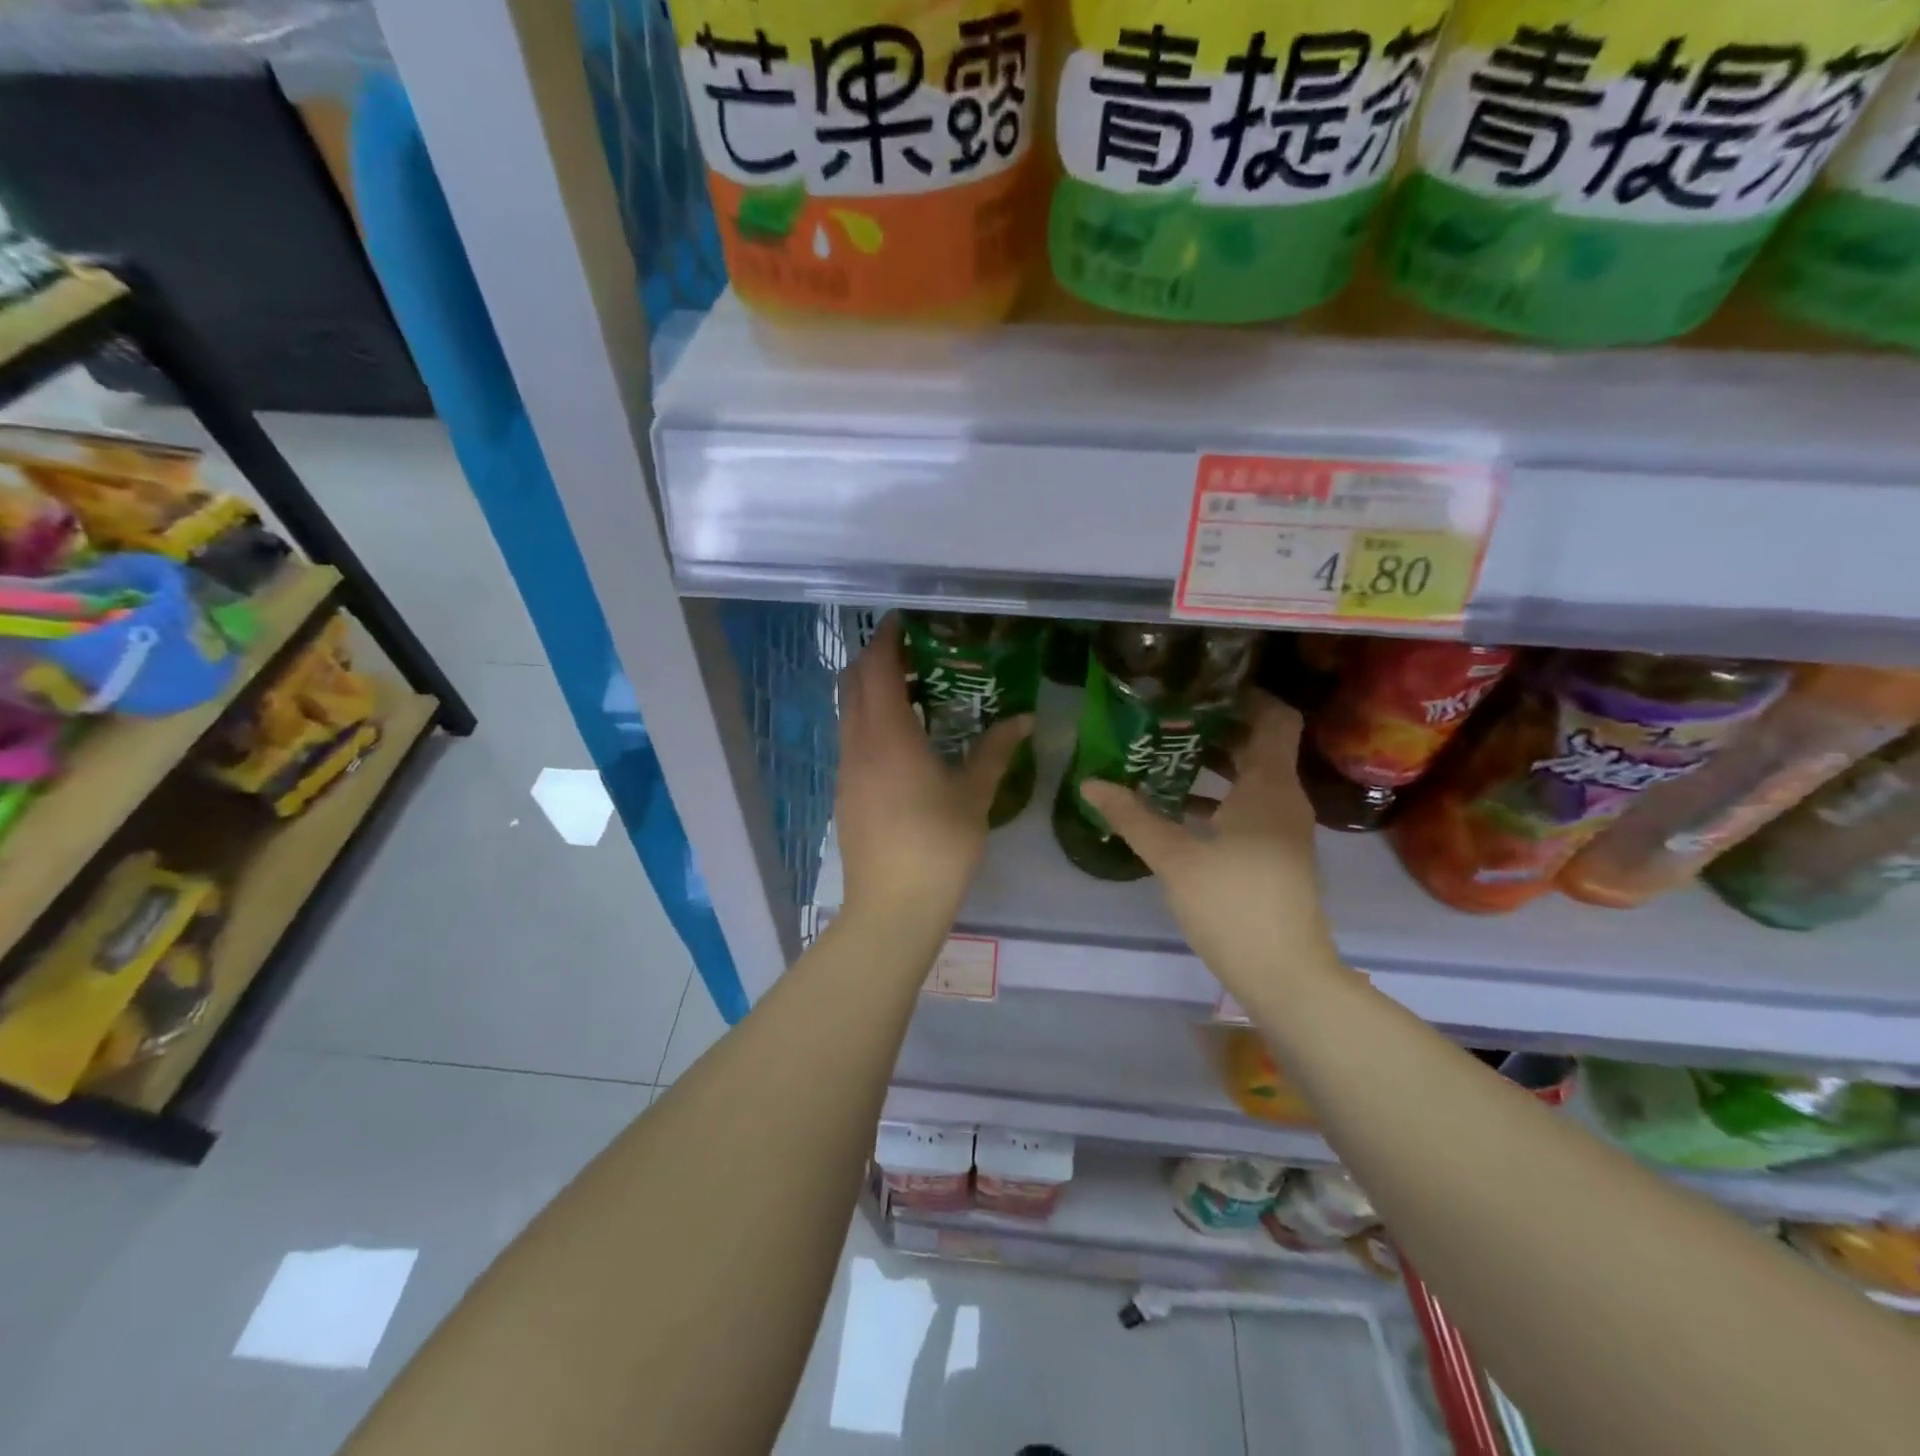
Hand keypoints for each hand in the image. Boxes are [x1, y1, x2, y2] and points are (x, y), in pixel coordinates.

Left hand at [835, 616, 1032, 928]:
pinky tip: (901, 739)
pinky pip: (851, 739)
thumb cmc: (938, 846)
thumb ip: (996, 751)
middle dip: (875, 659)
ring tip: (911, 691)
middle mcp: (858, 744)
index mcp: (888, 735)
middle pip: (854, 684)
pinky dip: (868, 721)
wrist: (892, 906)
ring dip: (870, 691)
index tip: (906, 622)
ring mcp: (846, 770)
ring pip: (848, 712)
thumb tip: (1024, 718)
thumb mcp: (974, 795)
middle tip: (913, 652)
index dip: (887, 640)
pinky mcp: (845, 793)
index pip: (877, 669)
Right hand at [1080, 693, 1338, 992]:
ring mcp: (1284, 829)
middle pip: (1259, 745)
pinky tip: (1177, 809)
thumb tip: (1090, 782)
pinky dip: (1219, 798)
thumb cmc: (1233, 905)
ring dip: (1214, 764)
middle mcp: (1284, 799)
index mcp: (1268, 787)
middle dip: (1216, 728)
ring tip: (1164, 756)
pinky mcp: (1276, 854)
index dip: (1246, 696)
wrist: (1284, 974)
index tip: (1201, 688)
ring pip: (1252, 778)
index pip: (1274, 718)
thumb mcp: (1174, 858)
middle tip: (1167, 718)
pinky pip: (1249, 807)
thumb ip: (1132, 817)